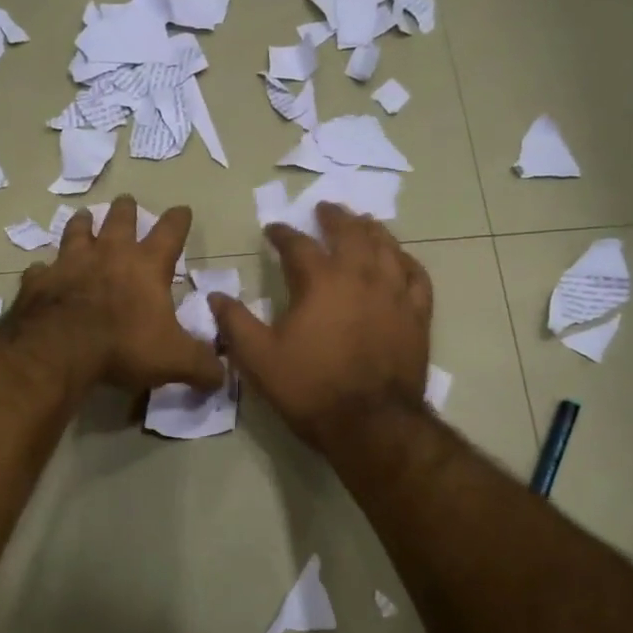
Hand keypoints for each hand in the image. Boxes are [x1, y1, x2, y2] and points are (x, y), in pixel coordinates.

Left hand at [7, 196, 223, 394]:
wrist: (59, 348)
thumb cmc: (123, 345)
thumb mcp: (175, 360)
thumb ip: (201, 365)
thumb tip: (221, 376)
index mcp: (146, 266)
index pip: (169, 233)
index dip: (178, 220)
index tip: (182, 209)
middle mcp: (108, 255)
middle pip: (119, 221)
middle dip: (126, 210)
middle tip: (126, 200)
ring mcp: (69, 264)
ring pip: (77, 233)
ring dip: (82, 224)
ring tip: (84, 216)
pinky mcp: (38, 282)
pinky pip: (40, 269)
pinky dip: (43, 269)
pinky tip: (41, 270)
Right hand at [210, 204, 431, 447]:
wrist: (370, 424)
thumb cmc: (310, 388)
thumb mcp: (259, 359)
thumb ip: (235, 324)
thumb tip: (215, 297)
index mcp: (320, 282)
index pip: (298, 245)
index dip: (283, 234)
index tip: (273, 229)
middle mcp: (360, 276)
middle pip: (350, 233)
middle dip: (334, 217)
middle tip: (325, 208)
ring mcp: (394, 294)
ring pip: (387, 247)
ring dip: (371, 229)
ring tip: (363, 221)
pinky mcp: (417, 316)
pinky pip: (416, 276)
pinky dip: (406, 261)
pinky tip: (400, 258)